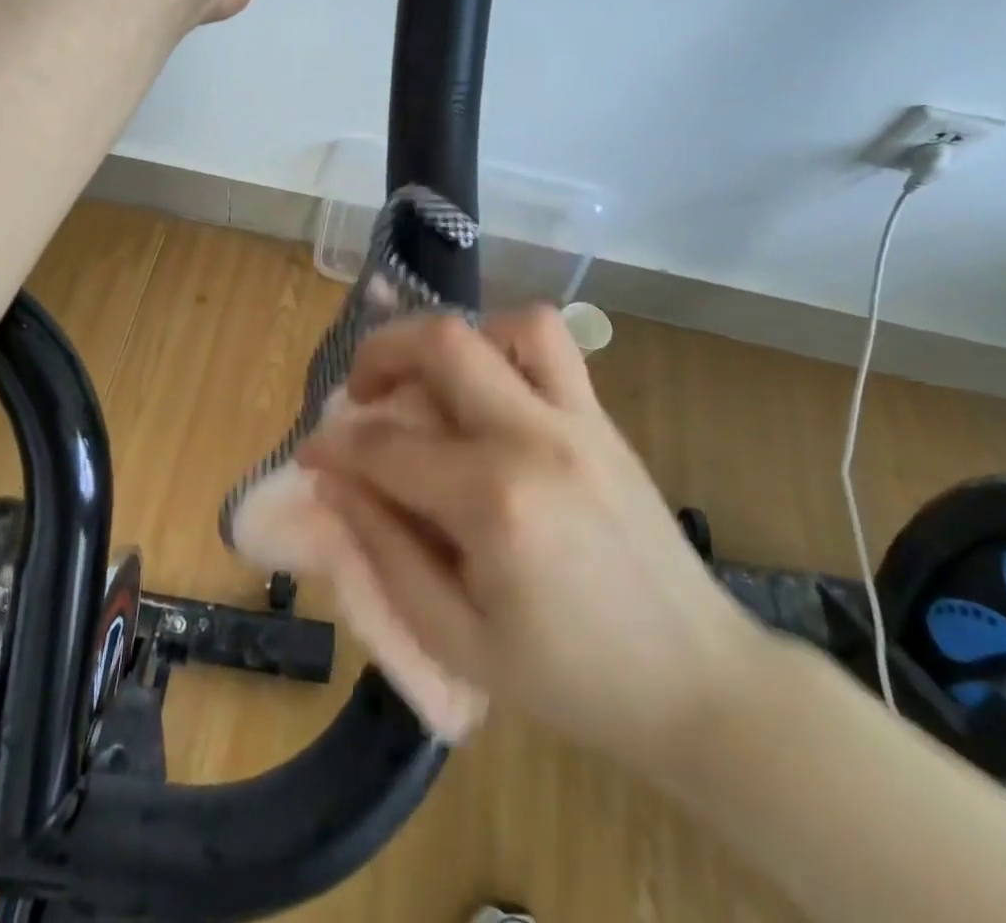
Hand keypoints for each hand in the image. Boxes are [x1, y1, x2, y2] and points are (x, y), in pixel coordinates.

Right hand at [299, 306, 763, 772]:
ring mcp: (578, 419)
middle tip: (359, 391)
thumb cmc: (569, 678)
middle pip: (444, 343)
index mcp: (494, 503)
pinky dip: (504, 344)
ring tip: (429, 382)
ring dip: (453, 340)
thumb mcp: (454, 638)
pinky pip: (552, 345)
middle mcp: (535, 438)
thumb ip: (384, 549)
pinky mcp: (602, 418)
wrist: (696, 681)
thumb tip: (333, 479)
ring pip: (508, 323)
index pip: (387, 447)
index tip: (310, 453)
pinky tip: (485, 389)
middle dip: (380, 352)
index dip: (333, 445)